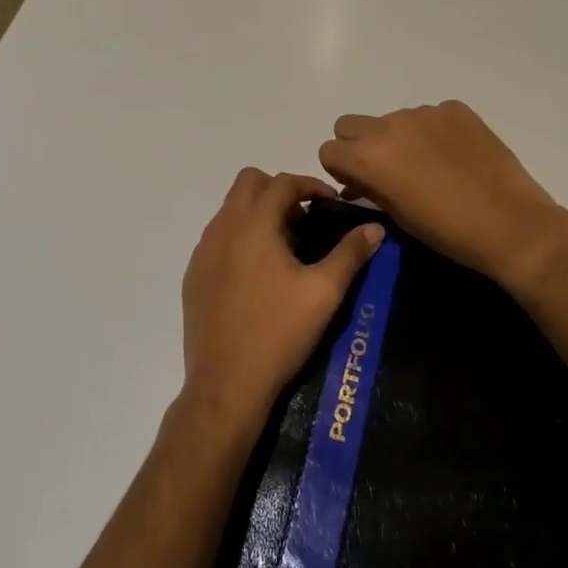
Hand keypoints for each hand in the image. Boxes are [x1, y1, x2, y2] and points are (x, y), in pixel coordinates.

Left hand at [180, 169, 385, 434]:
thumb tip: (374, 228)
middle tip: (304, 219)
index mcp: (254, 225)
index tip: (331, 203)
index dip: (311, 184)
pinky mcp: (193, 276)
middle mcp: (222, 228)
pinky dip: (239, 237)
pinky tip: (257, 273)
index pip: (283, 182)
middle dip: (279, 190)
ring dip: (258, 212)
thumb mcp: (324, 292)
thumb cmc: (278, 333)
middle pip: (249, 182)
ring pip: (230, 209)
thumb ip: (351, 253)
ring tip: (285, 246)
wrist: (226, 385)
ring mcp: (202, 252)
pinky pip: (217, 237)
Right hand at [318, 101, 567, 292]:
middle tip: (385, 170)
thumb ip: (369, 189)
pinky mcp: (455, 108)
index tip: (358, 184)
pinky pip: (429, 115)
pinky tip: (455, 157)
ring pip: (392, 119)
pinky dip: (433, 132)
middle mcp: (389, 125)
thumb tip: (356, 182)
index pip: (329, 149)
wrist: (510, 223)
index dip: (340, 169)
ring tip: (429, 166)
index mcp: (369, 155)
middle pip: (350, 124)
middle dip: (359, 145)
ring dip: (399, 137)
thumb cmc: (447, 232)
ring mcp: (424, 112)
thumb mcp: (397, 216)